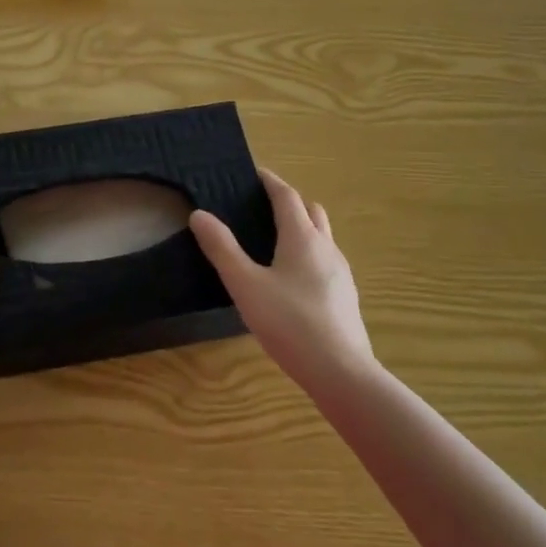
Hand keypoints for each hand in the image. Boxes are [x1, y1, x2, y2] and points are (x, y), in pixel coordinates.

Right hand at [189, 169, 378, 397]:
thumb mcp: (245, 285)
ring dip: (301, 228)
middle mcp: (326, 247)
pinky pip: (326, 261)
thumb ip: (222, 249)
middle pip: (311, 211)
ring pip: (322, 236)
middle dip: (288, 202)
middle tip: (262, 206)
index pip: (287, 195)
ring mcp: (341, 273)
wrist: (341, 372)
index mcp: (302, 237)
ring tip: (274, 241)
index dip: (270, 181)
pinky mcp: (345, 297)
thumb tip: (200, 215)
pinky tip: (292, 279)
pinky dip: (309, 254)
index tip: (254, 173)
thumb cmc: (290, 322)